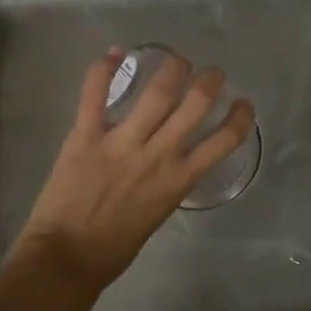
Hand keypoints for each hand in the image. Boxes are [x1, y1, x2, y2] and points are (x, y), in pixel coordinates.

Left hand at [15, 48, 254, 293]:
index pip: (223, 141)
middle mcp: (158, 155)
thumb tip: (171, 161)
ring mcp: (121, 142)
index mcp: (179, 180)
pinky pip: (95, 94)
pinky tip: (115, 53)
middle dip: (210, 81)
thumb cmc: (114, 247)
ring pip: (156, 92)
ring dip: (173, 68)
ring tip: (178, 59)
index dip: (240, 117)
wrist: (67, 258)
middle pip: (194, 104)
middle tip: (212, 73)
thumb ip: (168, 182)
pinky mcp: (86, 136)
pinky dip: (104, 69)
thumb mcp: (158, 213)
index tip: (243, 104)